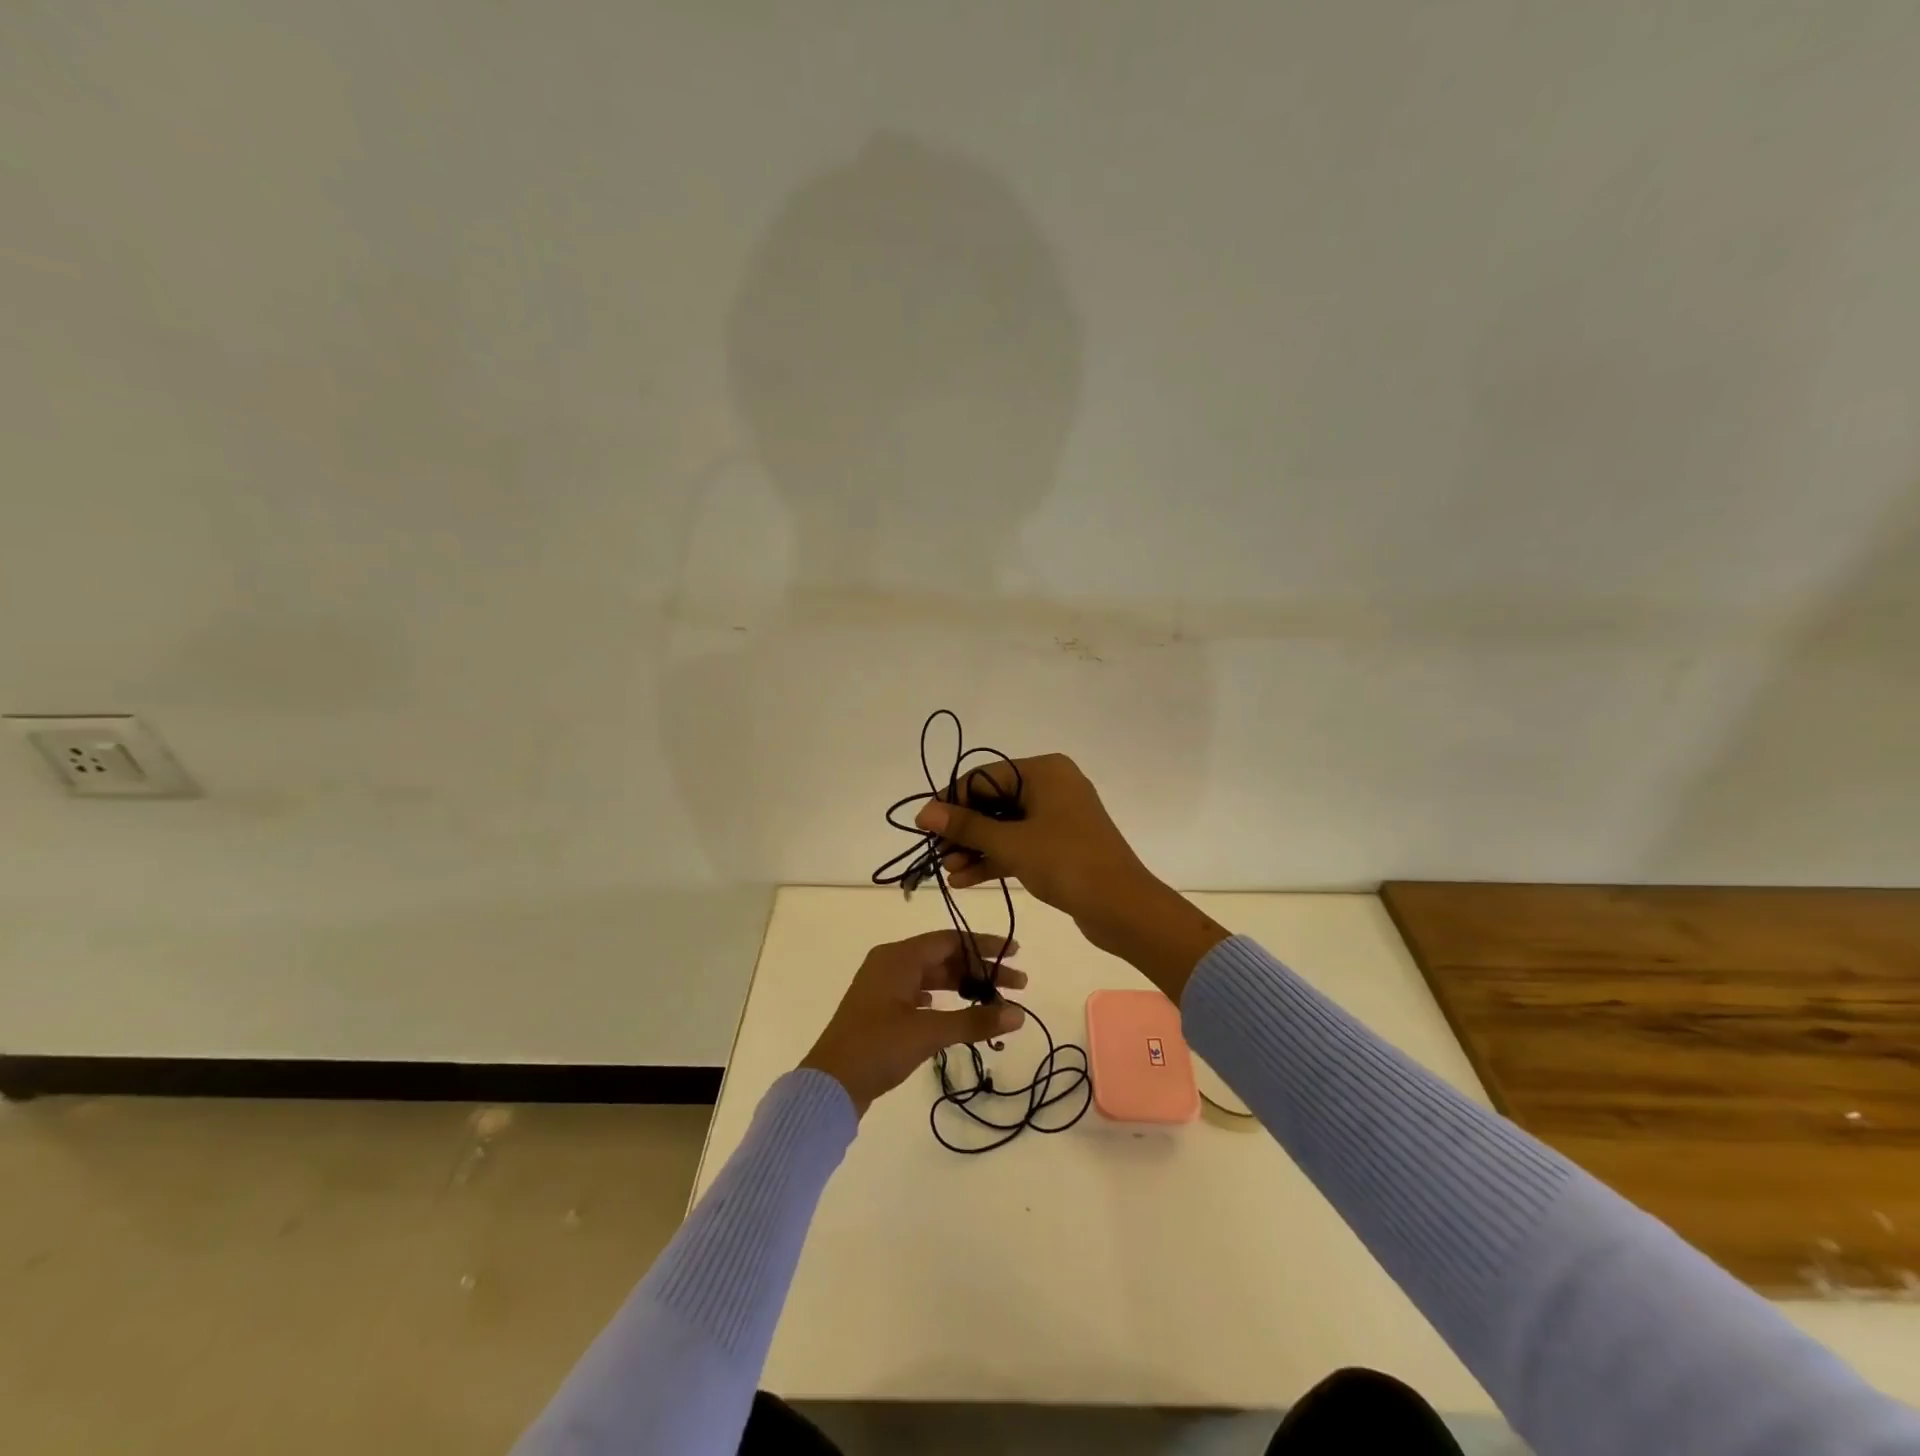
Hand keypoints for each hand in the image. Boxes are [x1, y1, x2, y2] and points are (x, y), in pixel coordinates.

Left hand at [799, 931, 1026, 1116]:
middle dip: (980, 970)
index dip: (985, 945)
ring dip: (963, 986)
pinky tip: (957, 1012)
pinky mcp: (880, 1009)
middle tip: (1017, 985)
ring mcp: (883, 987)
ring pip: (932, 976)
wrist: (829, 1085)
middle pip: (944, 957)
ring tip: (994, 1002)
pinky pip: (919, 992)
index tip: (1016, 953)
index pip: (950, 939)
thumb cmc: (877, 1048)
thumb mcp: (928, 1032)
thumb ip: (974, 1020)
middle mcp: (890, 963)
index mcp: (898, 957)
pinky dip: (943, 999)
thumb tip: (1019, 1014)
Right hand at [914, 754, 1227, 997]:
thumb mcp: (1011, 843)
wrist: (1123, 908)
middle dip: (963, 830)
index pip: (985, 776)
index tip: (924, 823)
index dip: (952, 800)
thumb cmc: (1066, 862)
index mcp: (1045, 771)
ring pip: (1006, 826)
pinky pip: (1020, 844)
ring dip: (976, 848)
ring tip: (948, 872)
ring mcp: (1058, 817)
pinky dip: (995, 859)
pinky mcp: (1061, 845)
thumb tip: (923, 811)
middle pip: (994, 801)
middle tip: (936, 853)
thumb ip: (966, 826)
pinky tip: (965, 879)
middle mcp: (1052, 786)